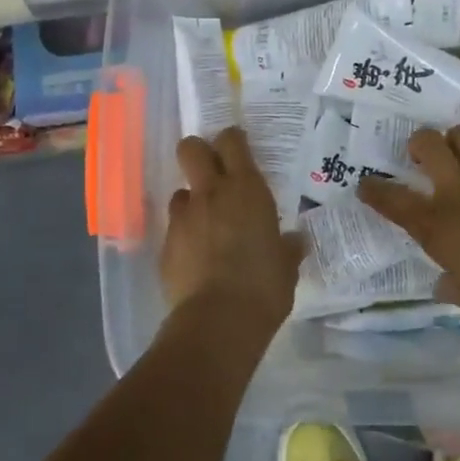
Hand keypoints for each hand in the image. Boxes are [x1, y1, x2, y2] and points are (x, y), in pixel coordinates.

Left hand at [159, 128, 301, 331]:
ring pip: (180, 192)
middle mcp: (211, 193)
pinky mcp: (165, 245)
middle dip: (198, 152)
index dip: (232, 140)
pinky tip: (196, 259)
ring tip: (206, 226)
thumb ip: (287, 248)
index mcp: (246, 189)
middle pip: (191, 148)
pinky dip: (184, 237)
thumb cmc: (264, 286)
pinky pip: (174, 229)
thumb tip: (294, 241)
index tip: (238, 148)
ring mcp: (183, 217)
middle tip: (212, 171)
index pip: (232, 141)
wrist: (218, 320)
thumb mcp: (286, 266)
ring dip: (192, 202)